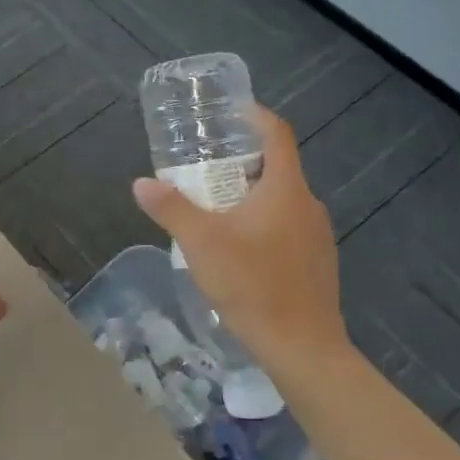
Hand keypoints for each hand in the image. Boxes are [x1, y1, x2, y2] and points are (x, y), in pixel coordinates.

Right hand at [131, 104, 349, 361]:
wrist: (303, 347)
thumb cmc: (252, 284)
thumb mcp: (201, 243)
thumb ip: (170, 209)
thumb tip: (141, 183)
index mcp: (285, 189)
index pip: (277, 134)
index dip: (256, 116)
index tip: (232, 111)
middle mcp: (308, 204)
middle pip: (278, 167)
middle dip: (244, 160)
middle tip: (208, 165)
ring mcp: (318, 235)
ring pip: (283, 200)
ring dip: (252, 194)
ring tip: (217, 206)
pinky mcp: (318, 262)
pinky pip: (289, 226)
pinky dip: (264, 222)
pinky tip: (240, 248)